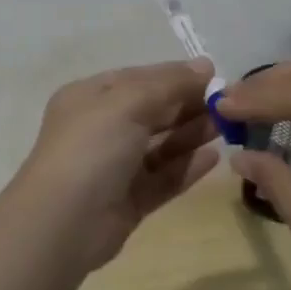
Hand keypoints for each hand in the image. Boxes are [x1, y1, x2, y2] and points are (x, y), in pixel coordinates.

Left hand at [10, 59, 222, 271]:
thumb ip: (168, 84)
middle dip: (187, 105)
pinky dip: (187, 167)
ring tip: (227, 127)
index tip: (213, 76)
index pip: (137, 79)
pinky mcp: (129, 200)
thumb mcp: (127, 102)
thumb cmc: (91, 148)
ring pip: (160, 145)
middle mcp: (100, 129)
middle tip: (228, 105)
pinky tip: (214, 158)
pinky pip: (163, 177)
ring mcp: (114, 167)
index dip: (174, 76)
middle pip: (151, 111)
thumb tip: (204, 66)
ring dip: (191, 134)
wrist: (62, 223)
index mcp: (90, 98)